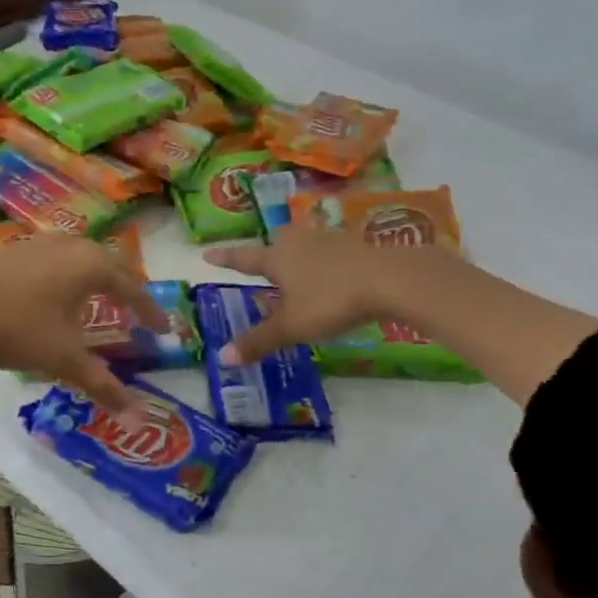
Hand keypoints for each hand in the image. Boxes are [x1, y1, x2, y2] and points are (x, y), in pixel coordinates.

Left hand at [0, 236, 163, 411]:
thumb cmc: (18, 332)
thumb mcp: (65, 361)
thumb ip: (104, 386)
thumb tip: (140, 419)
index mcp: (90, 265)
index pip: (131, 288)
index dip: (149, 310)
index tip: (164, 328)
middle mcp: (69, 245)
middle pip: (109, 264)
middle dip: (125, 289)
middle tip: (135, 312)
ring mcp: (38, 243)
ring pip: (80, 256)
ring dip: (96, 278)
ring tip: (99, 301)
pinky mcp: (13, 250)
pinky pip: (55, 258)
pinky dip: (68, 275)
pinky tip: (56, 295)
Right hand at [203, 225, 453, 364]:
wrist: (390, 278)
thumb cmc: (331, 300)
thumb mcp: (292, 326)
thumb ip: (258, 340)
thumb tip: (222, 358)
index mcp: (277, 258)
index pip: (243, 258)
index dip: (225, 259)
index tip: (207, 254)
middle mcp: (298, 242)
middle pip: (276, 242)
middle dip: (267, 253)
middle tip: (262, 264)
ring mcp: (328, 239)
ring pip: (303, 243)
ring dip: (296, 254)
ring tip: (297, 270)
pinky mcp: (355, 244)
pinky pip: (329, 250)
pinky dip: (323, 260)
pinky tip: (331, 273)